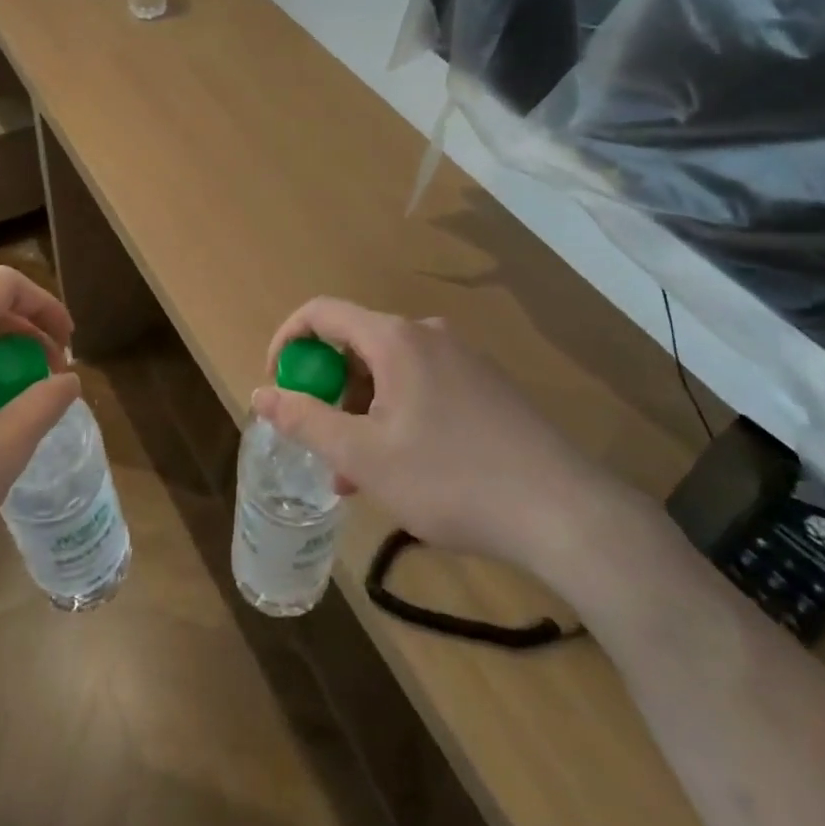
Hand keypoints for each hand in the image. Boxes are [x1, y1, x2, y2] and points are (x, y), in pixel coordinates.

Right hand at [254, 298, 639, 585]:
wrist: (564, 512)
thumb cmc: (451, 479)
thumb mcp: (365, 456)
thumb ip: (305, 420)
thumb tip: (260, 395)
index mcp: (395, 338)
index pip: (322, 313)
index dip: (287, 341)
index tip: (276, 385)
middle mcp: (427, 334)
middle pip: (356, 345)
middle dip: (328, 392)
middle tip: (322, 446)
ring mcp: (462, 358)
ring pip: (390, 373)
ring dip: (362, 413)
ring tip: (359, 476)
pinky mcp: (486, 386)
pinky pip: (422, 387)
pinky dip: (396, 417)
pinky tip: (404, 470)